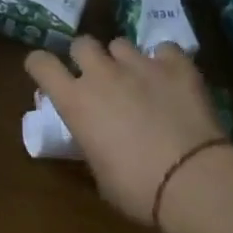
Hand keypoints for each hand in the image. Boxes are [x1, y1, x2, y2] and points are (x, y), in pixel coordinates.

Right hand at [25, 36, 226, 224]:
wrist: (192, 180)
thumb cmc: (137, 189)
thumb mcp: (100, 172)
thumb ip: (91, 143)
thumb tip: (95, 137)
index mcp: (75, 101)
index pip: (41, 64)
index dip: (40, 64)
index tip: (45, 72)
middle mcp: (102, 74)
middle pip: (82, 43)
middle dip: (86, 57)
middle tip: (98, 78)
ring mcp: (140, 64)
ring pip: (121, 44)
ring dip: (124, 60)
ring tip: (138, 79)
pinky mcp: (176, 64)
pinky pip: (164, 49)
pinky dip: (165, 61)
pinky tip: (172, 79)